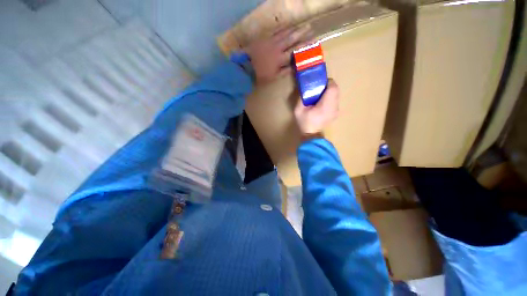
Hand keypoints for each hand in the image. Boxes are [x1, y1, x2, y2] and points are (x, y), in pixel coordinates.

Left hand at [245, 25, 310, 83]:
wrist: (246, 69)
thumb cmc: (261, 76)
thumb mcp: (275, 77)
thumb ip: (285, 71)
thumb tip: (295, 66)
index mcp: (280, 59)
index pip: (295, 51)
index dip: (304, 46)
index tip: (313, 41)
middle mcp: (277, 48)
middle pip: (291, 39)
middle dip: (301, 33)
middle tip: (310, 27)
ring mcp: (270, 42)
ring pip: (284, 33)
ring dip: (293, 29)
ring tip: (300, 26)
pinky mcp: (264, 39)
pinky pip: (275, 32)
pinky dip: (282, 29)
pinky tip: (286, 27)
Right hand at [294, 79, 338, 137]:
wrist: (311, 134)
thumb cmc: (304, 122)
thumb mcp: (298, 110)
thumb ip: (301, 98)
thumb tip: (305, 88)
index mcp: (325, 106)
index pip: (333, 88)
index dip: (328, 83)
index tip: (320, 83)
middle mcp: (333, 107)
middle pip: (336, 90)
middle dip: (328, 87)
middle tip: (319, 89)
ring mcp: (336, 111)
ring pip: (336, 95)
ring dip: (329, 93)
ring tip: (320, 96)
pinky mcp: (336, 113)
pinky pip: (335, 101)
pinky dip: (330, 99)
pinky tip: (322, 104)